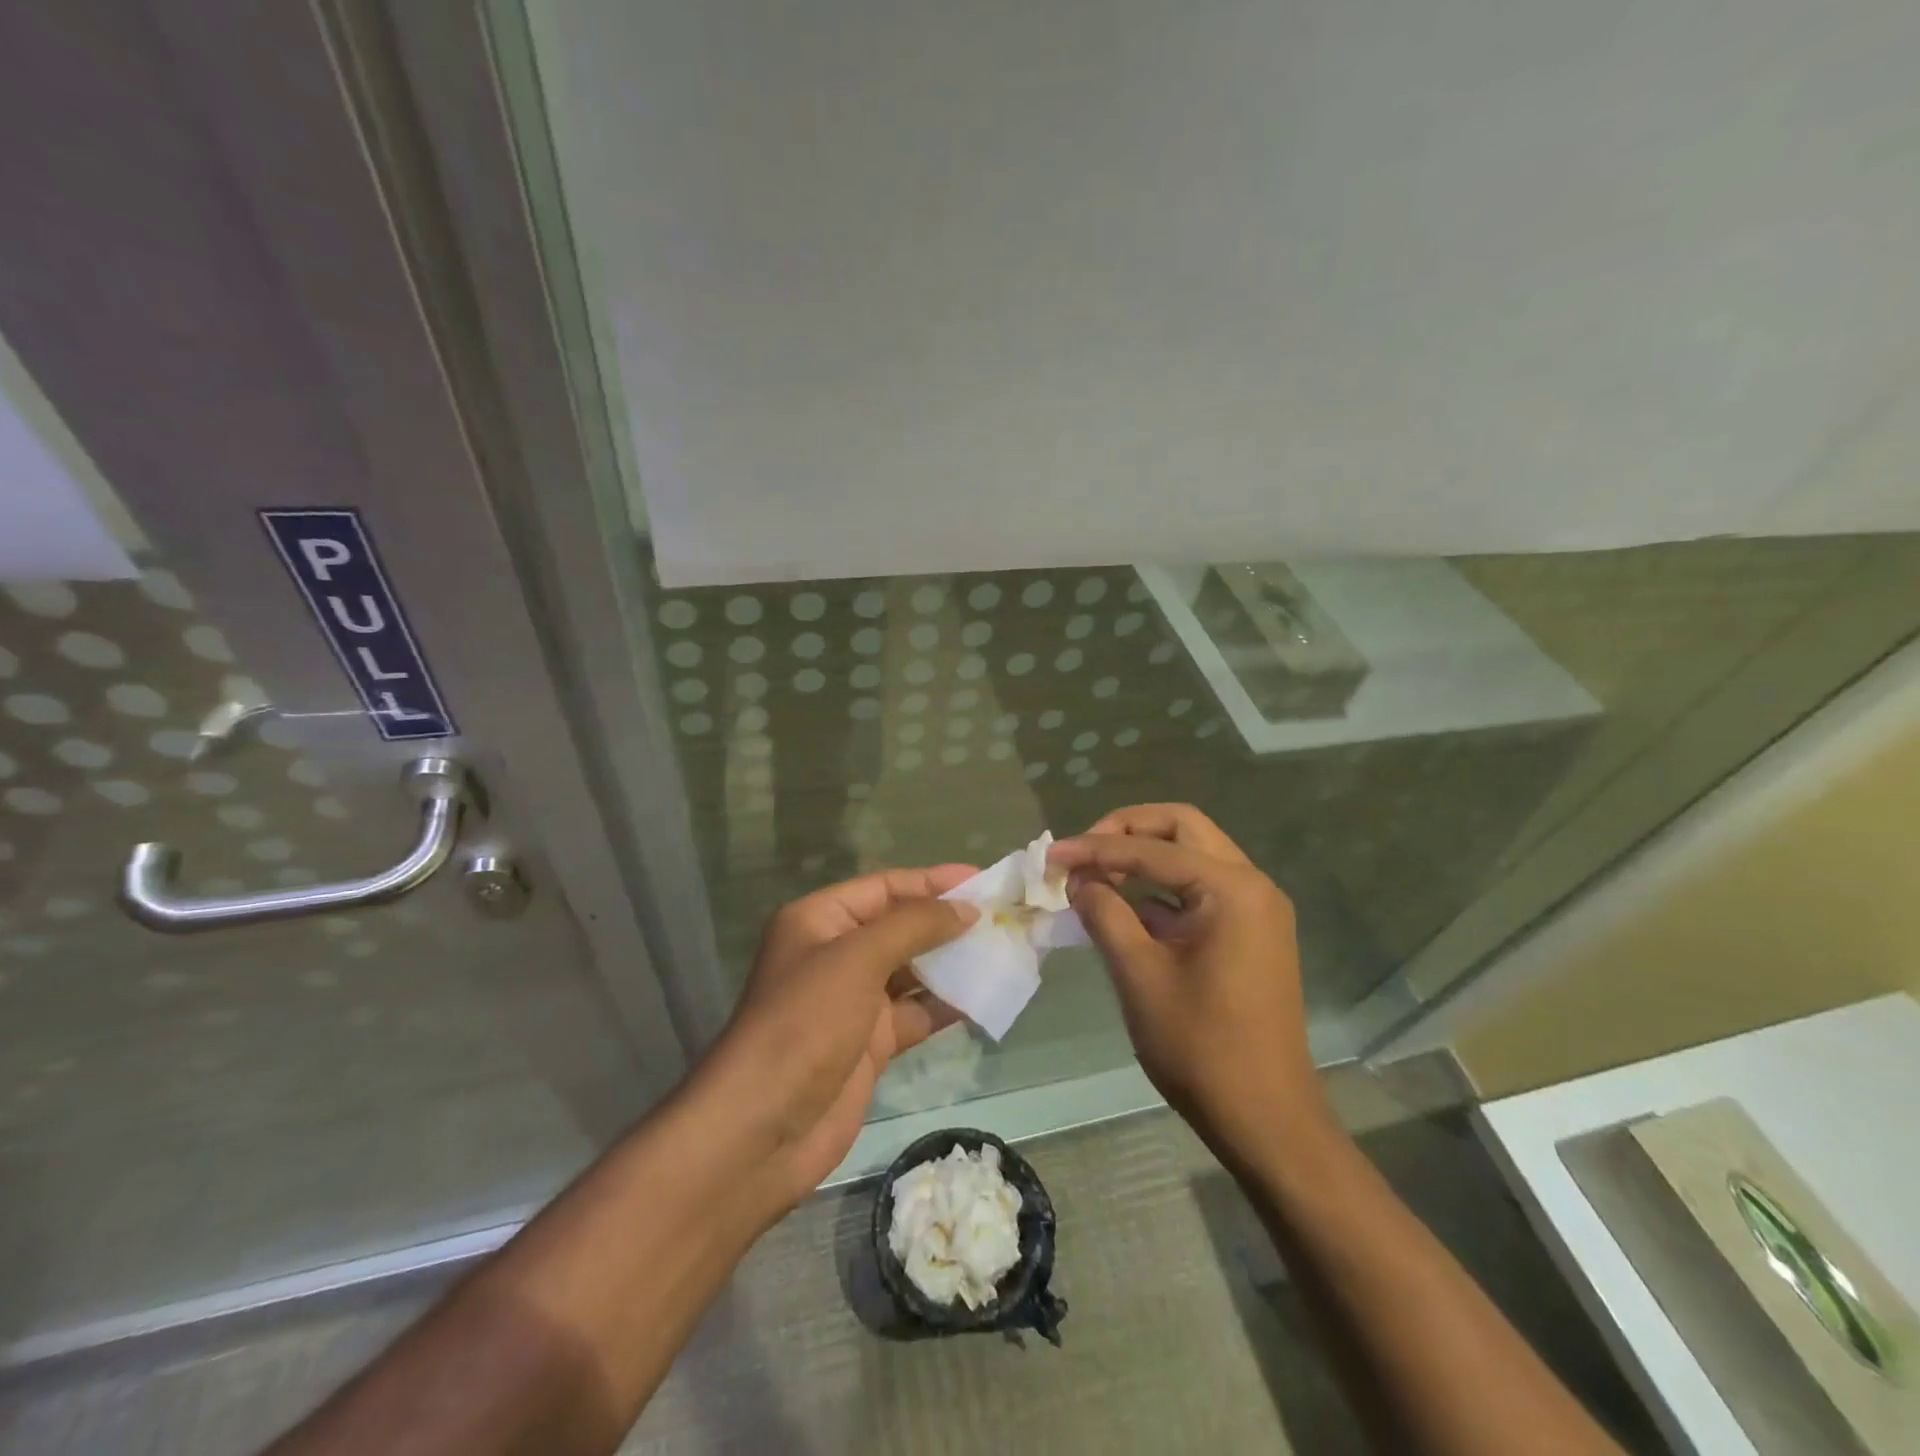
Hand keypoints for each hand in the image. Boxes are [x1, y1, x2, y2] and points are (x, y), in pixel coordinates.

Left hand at [701, 866, 978, 1210]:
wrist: (762, 1131)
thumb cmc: (804, 1024)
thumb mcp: (857, 959)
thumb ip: (914, 926)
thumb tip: (966, 909)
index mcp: (820, 921)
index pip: (885, 888)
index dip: (933, 881)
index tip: (983, 880)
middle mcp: (836, 954)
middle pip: (901, 926)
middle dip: (947, 921)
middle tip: (1002, 917)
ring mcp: (853, 1001)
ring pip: (912, 970)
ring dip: (953, 962)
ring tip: (1003, 951)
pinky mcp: (870, 1043)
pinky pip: (916, 1012)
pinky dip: (947, 1005)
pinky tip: (985, 996)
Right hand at [1050, 805, 1327, 1152]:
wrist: (1265, 1119)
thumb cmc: (1201, 1046)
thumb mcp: (1139, 973)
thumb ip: (1104, 913)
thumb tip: (1078, 879)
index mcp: (1232, 888)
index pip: (1153, 848)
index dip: (1096, 848)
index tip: (1051, 855)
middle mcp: (1252, 885)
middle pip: (1182, 829)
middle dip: (1128, 831)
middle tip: (1084, 852)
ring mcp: (1257, 909)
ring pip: (1193, 856)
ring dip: (1145, 857)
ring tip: (1096, 876)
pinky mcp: (1251, 933)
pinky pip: (1201, 890)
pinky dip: (1162, 889)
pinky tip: (1125, 908)